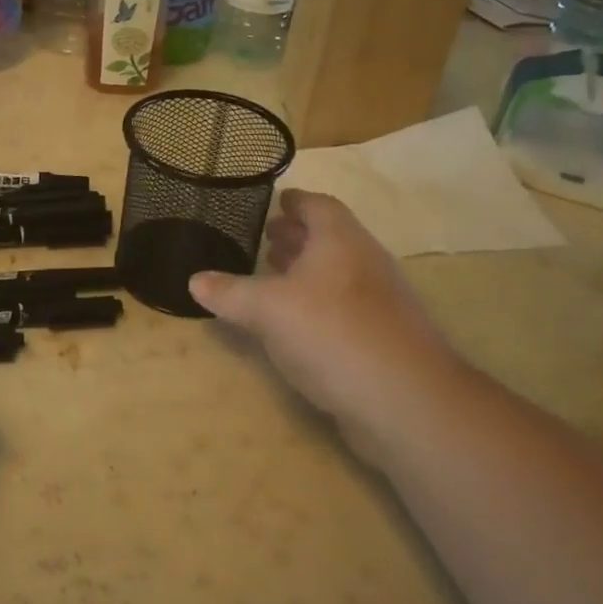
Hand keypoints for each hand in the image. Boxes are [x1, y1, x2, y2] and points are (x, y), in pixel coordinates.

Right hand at [190, 190, 452, 441]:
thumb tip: (195, 280)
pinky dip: (320, 304)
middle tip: (266, 239)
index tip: (274, 203)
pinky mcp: (385, 336)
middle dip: (298, 236)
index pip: (317, 204)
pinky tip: (297, 325)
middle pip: (330, 237)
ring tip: (275, 278)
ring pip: (339, 273)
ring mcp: (381, 300)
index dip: (295, 201)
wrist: (407, 401)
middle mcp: (364, 260)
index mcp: (340, 239)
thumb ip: (231, 293)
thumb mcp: (268, 310)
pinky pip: (346, 305)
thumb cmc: (332, 333)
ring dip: (308, 271)